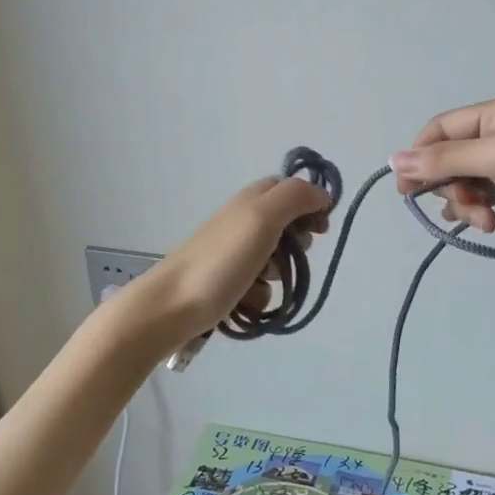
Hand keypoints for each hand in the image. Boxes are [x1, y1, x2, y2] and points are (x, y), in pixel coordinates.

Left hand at [138, 177, 333, 339]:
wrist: (172, 306)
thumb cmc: (220, 260)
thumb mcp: (261, 217)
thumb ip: (295, 197)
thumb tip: (322, 194)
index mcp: (251, 199)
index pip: (289, 188)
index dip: (310, 203)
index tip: (322, 229)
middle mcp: (242, 222)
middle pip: (286, 226)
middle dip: (297, 244)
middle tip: (290, 255)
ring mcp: (233, 254)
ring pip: (275, 260)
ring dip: (278, 273)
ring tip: (260, 282)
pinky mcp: (227, 283)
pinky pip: (259, 287)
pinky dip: (259, 295)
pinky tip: (246, 302)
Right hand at [391, 95, 494, 285]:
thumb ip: (445, 158)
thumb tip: (394, 159)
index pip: (444, 126)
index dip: (420, 154)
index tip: (404, 189)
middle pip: (453, 154)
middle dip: (449, 183)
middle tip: (461, 208)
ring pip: (466, 178)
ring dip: (466, 201)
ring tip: (484, 222)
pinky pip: (484, 194)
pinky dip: (478, 208)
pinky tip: (487, 224)